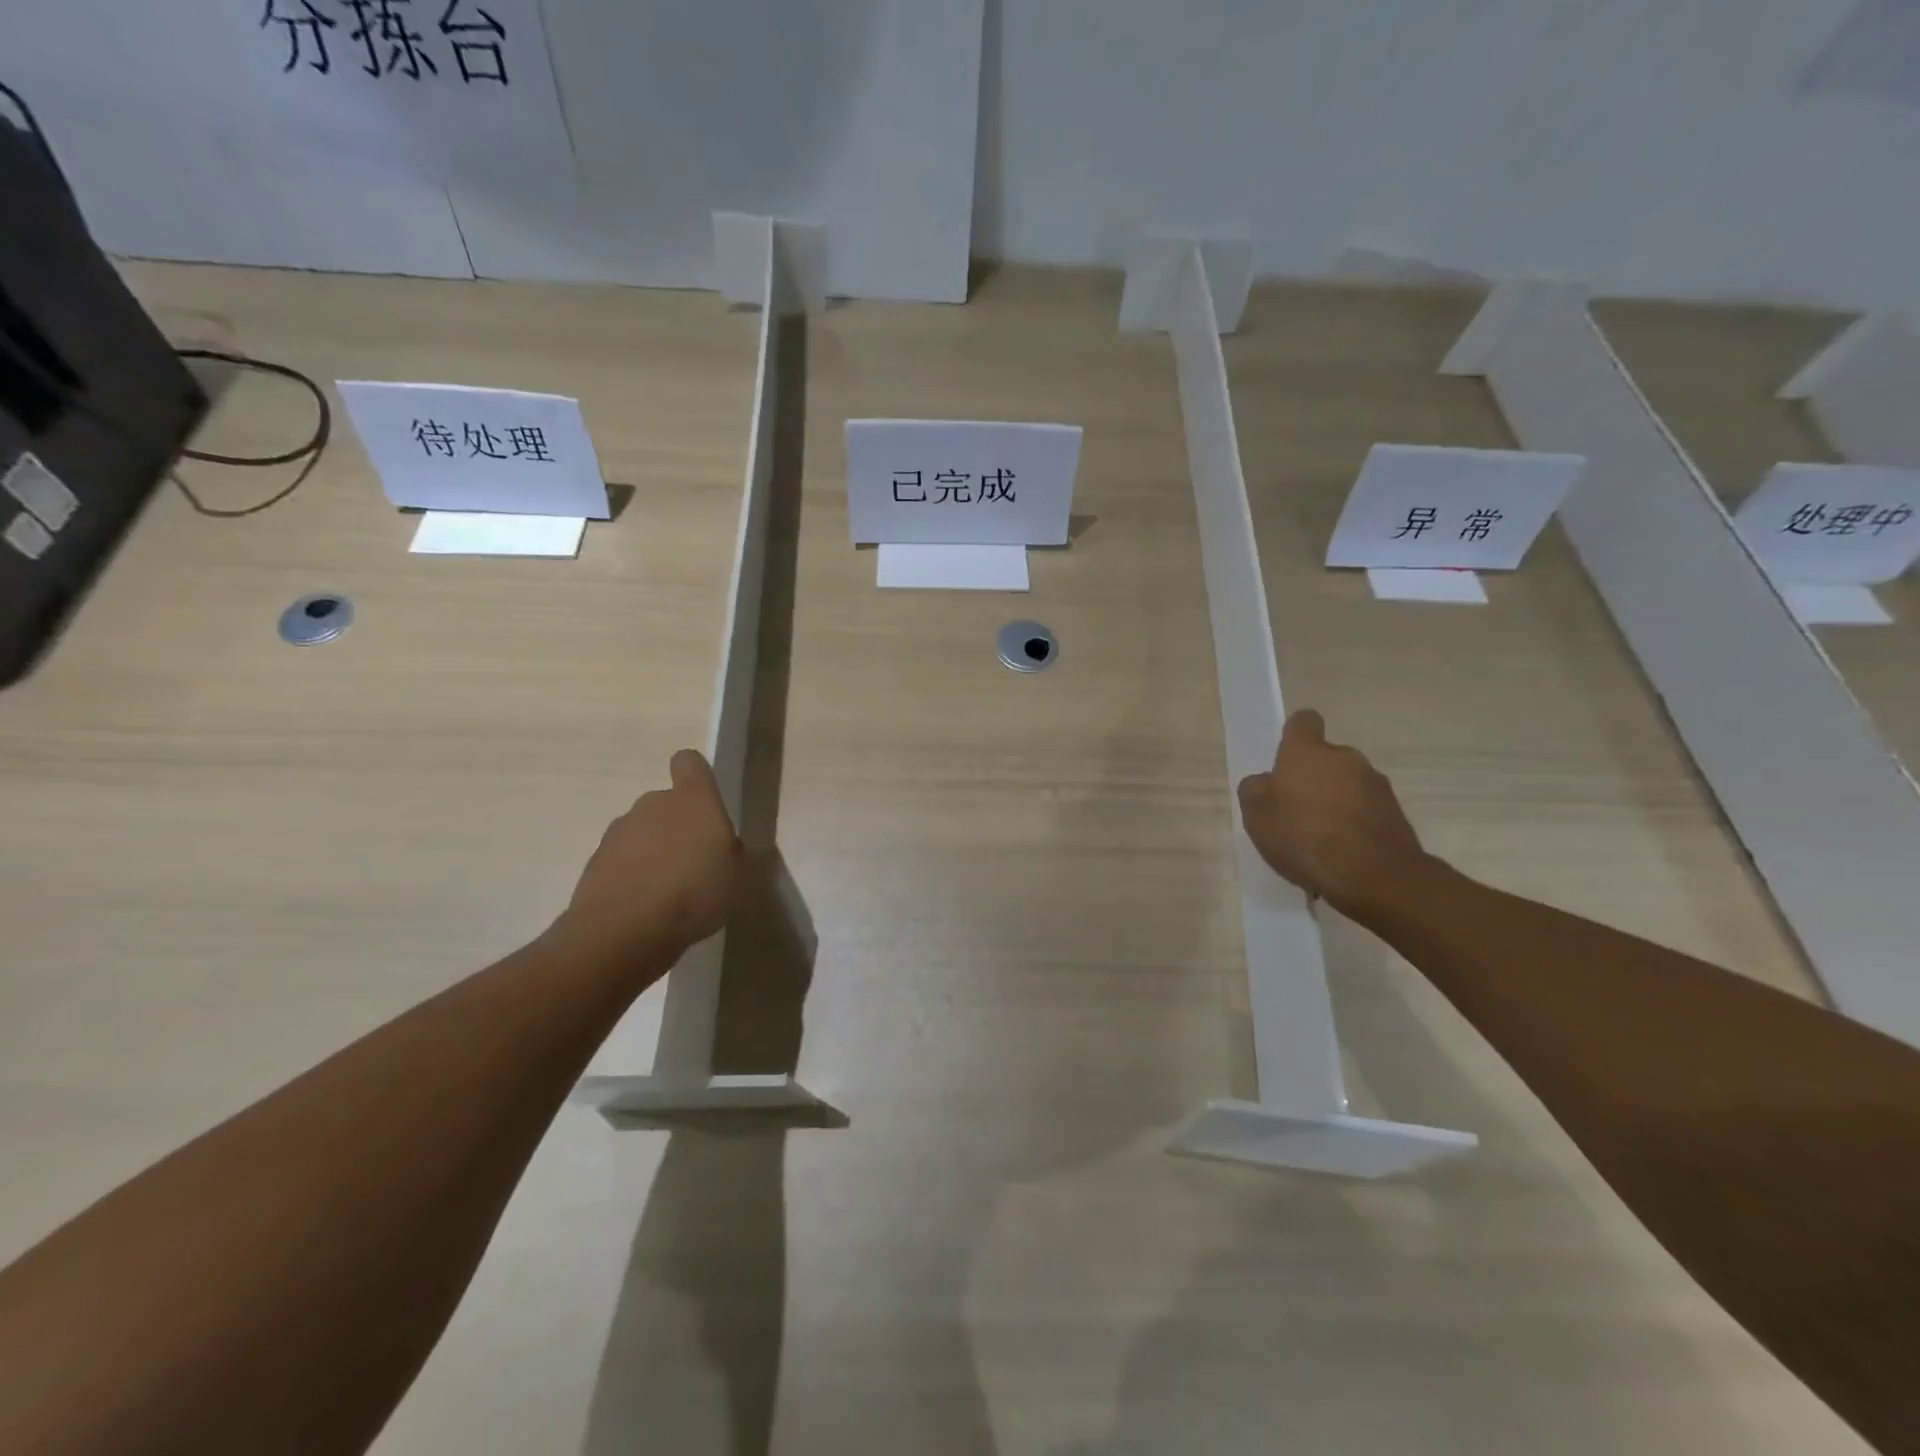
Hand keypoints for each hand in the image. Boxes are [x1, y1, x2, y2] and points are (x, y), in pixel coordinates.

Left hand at [561, 750, 744, 960]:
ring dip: (654, 852)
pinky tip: (645, 908)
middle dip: (679, 826)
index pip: (689, 763)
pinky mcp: (595, 862)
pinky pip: (622, 861)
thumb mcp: (739, 878)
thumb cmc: (695, 892)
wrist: (624, 931)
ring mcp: (619, 832)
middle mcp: (653, 805)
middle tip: (695, 862)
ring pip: (643, 832)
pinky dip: (633, 877)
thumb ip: (734, 855)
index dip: (696, 776)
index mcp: (693, 800)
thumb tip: (725, 847)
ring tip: (669, 892)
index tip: (705, 801)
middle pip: (666, 802)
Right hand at [1237, 709, 1430, 918]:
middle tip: (1296, 810)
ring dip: (1335, 802)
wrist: (1374, 876)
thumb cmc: (1304, 837)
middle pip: (1326, 758)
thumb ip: (1255, 790)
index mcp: (1308, 752)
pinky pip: (1366, 811)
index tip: (1286, 759)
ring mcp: (1376, 785)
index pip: (1303, 722)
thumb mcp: (1256, 815)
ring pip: (1348, 785)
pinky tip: (1342, 854)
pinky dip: (1354, 825)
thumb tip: (1265, 782)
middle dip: (1313, 777)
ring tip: (1319, 839)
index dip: (1294, 736)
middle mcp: (1346, 758)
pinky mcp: (1397, 813)